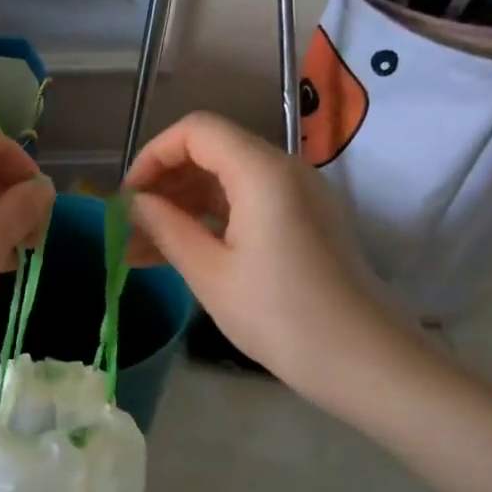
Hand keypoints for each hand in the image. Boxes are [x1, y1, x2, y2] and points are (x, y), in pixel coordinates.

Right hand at [125, 111, 423, 419]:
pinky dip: (210, 220)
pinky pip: (246, 204)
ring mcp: (297, 196)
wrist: (364, 360)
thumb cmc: (281, 315)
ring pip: (226, 180)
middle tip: (129, 227)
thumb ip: (167, 228)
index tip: (127, 199)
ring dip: (182, 206)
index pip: (196, 131)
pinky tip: (179, 253)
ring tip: (142, 249)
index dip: (153, 156)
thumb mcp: (210, 273)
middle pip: (211, 151)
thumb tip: (134, 204)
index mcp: (262, 172)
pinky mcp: (303, 221)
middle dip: (164, 184)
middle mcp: (283, 170)